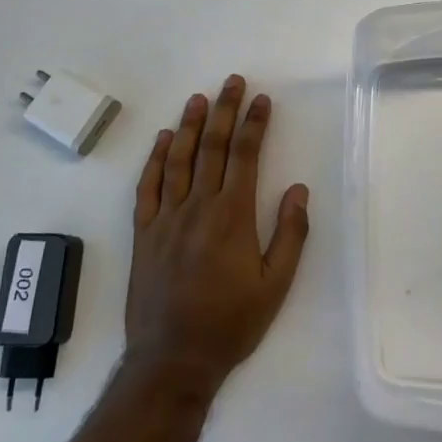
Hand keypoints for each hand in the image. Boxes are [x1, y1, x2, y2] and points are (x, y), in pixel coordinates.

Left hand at [124, 75, 309, 393]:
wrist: (173, 359)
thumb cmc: (231, 323)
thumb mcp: (276, 285)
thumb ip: (290, 234)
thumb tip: (297, 189)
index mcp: (232, 216)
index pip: (244, 156)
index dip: (254, 124)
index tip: (261, 100)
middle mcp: (197, 207)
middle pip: (211, 147)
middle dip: (224, 111)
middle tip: (231, 81)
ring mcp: (166, 218)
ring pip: (178, 159)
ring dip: (189, 125)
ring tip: (198, 98)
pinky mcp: (144, 233)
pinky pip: (148, 187)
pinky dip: (155, 160)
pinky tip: (163, 140)